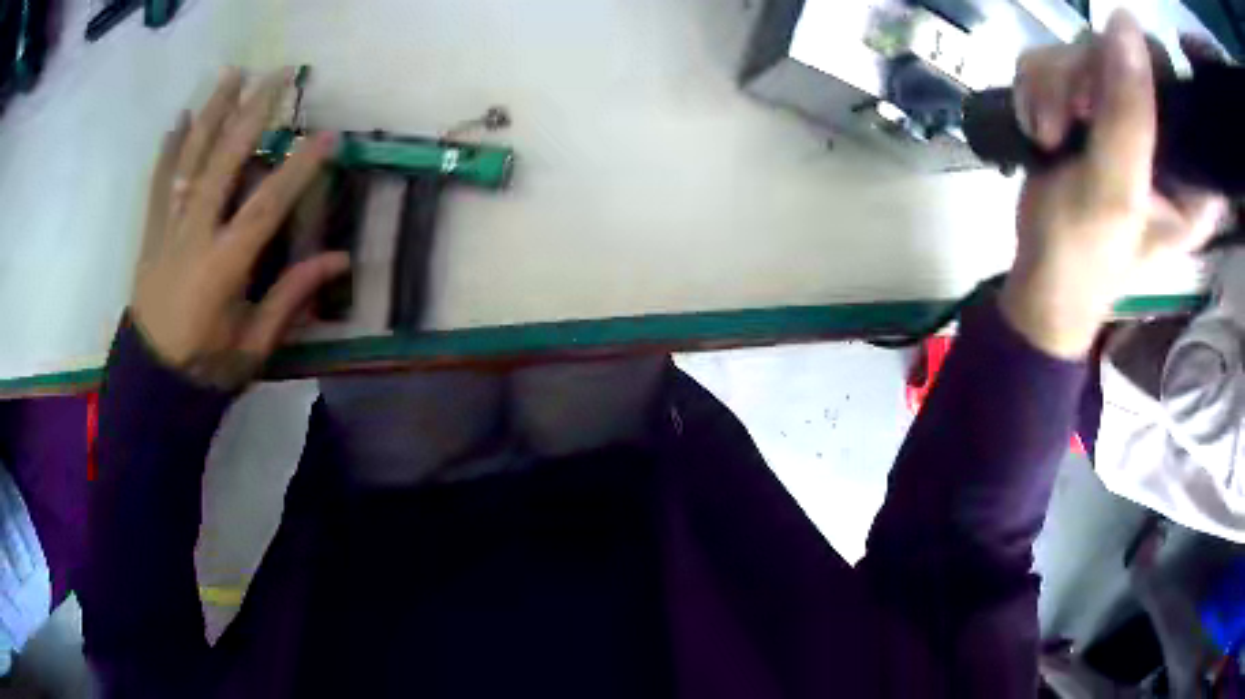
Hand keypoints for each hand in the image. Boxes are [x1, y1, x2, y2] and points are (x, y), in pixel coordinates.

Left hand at [131, 68, 349, 389]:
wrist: (151, 383)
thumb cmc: (205, 368)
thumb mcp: (254, 343)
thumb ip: (291, 297)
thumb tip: (338, 259)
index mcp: (223, 266)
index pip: (266, 206)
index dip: (298, 168)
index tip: (327, 135)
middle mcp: (194, 235)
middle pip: (224, 161)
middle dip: (253, 113)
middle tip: (278, 74)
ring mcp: (168, 229)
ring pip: (189, 159)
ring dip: (212, 112)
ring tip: (232, 74)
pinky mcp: (151, 233)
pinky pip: (159, 183)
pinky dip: (168, 148)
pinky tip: (181, 118)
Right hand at [1000, 11, 1225, 357]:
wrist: (1039, 278)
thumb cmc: (1084, 256)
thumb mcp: (1115, 191)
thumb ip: (1129, 113)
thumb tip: (1125, 21)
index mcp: (1187, 171)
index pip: (1174, 84)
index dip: (1144, 72)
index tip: (1113, 97)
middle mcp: (1158, 134)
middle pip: (1120, 52)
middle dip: (1084, 78)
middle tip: (1072, 120)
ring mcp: (1118, 114)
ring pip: (1080, 49)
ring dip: (1052, 86)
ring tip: (1048, 135)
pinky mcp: (1083, 106)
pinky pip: (1052, 60)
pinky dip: (1034, 88)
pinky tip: (1037, 127)